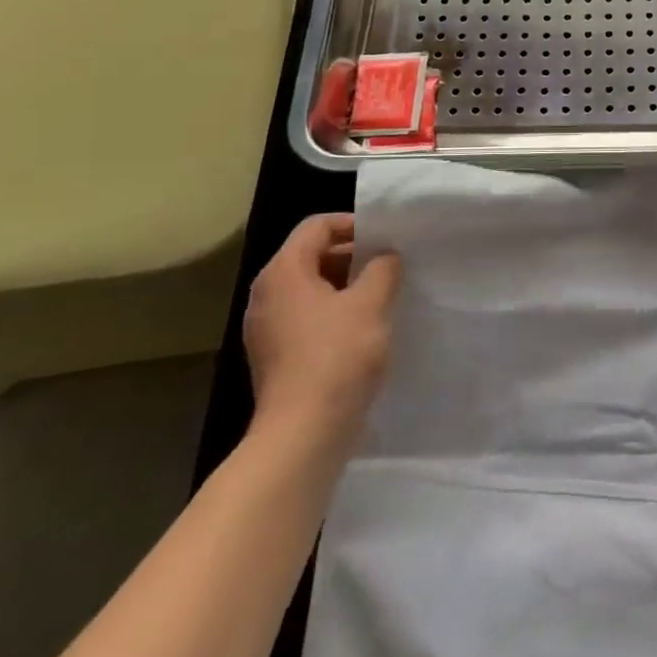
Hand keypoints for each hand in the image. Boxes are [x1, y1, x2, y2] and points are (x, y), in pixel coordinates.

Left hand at [243, 213, 400, 460]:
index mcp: (283, 272)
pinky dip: (334, 313)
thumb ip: (382, 268)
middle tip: (389, 265)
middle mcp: (266, 294)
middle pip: (311, 255)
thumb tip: (385, 257)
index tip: (386, 238)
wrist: (303, 433)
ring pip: (310, 289)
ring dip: (346, 286)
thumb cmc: (337, 356)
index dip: (353, 224)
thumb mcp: (371, 303)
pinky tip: (363, 330)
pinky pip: (306, 318)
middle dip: (352, 255)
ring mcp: (266, 328)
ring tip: (382, 296)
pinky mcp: (274, 356)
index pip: (316, 226)